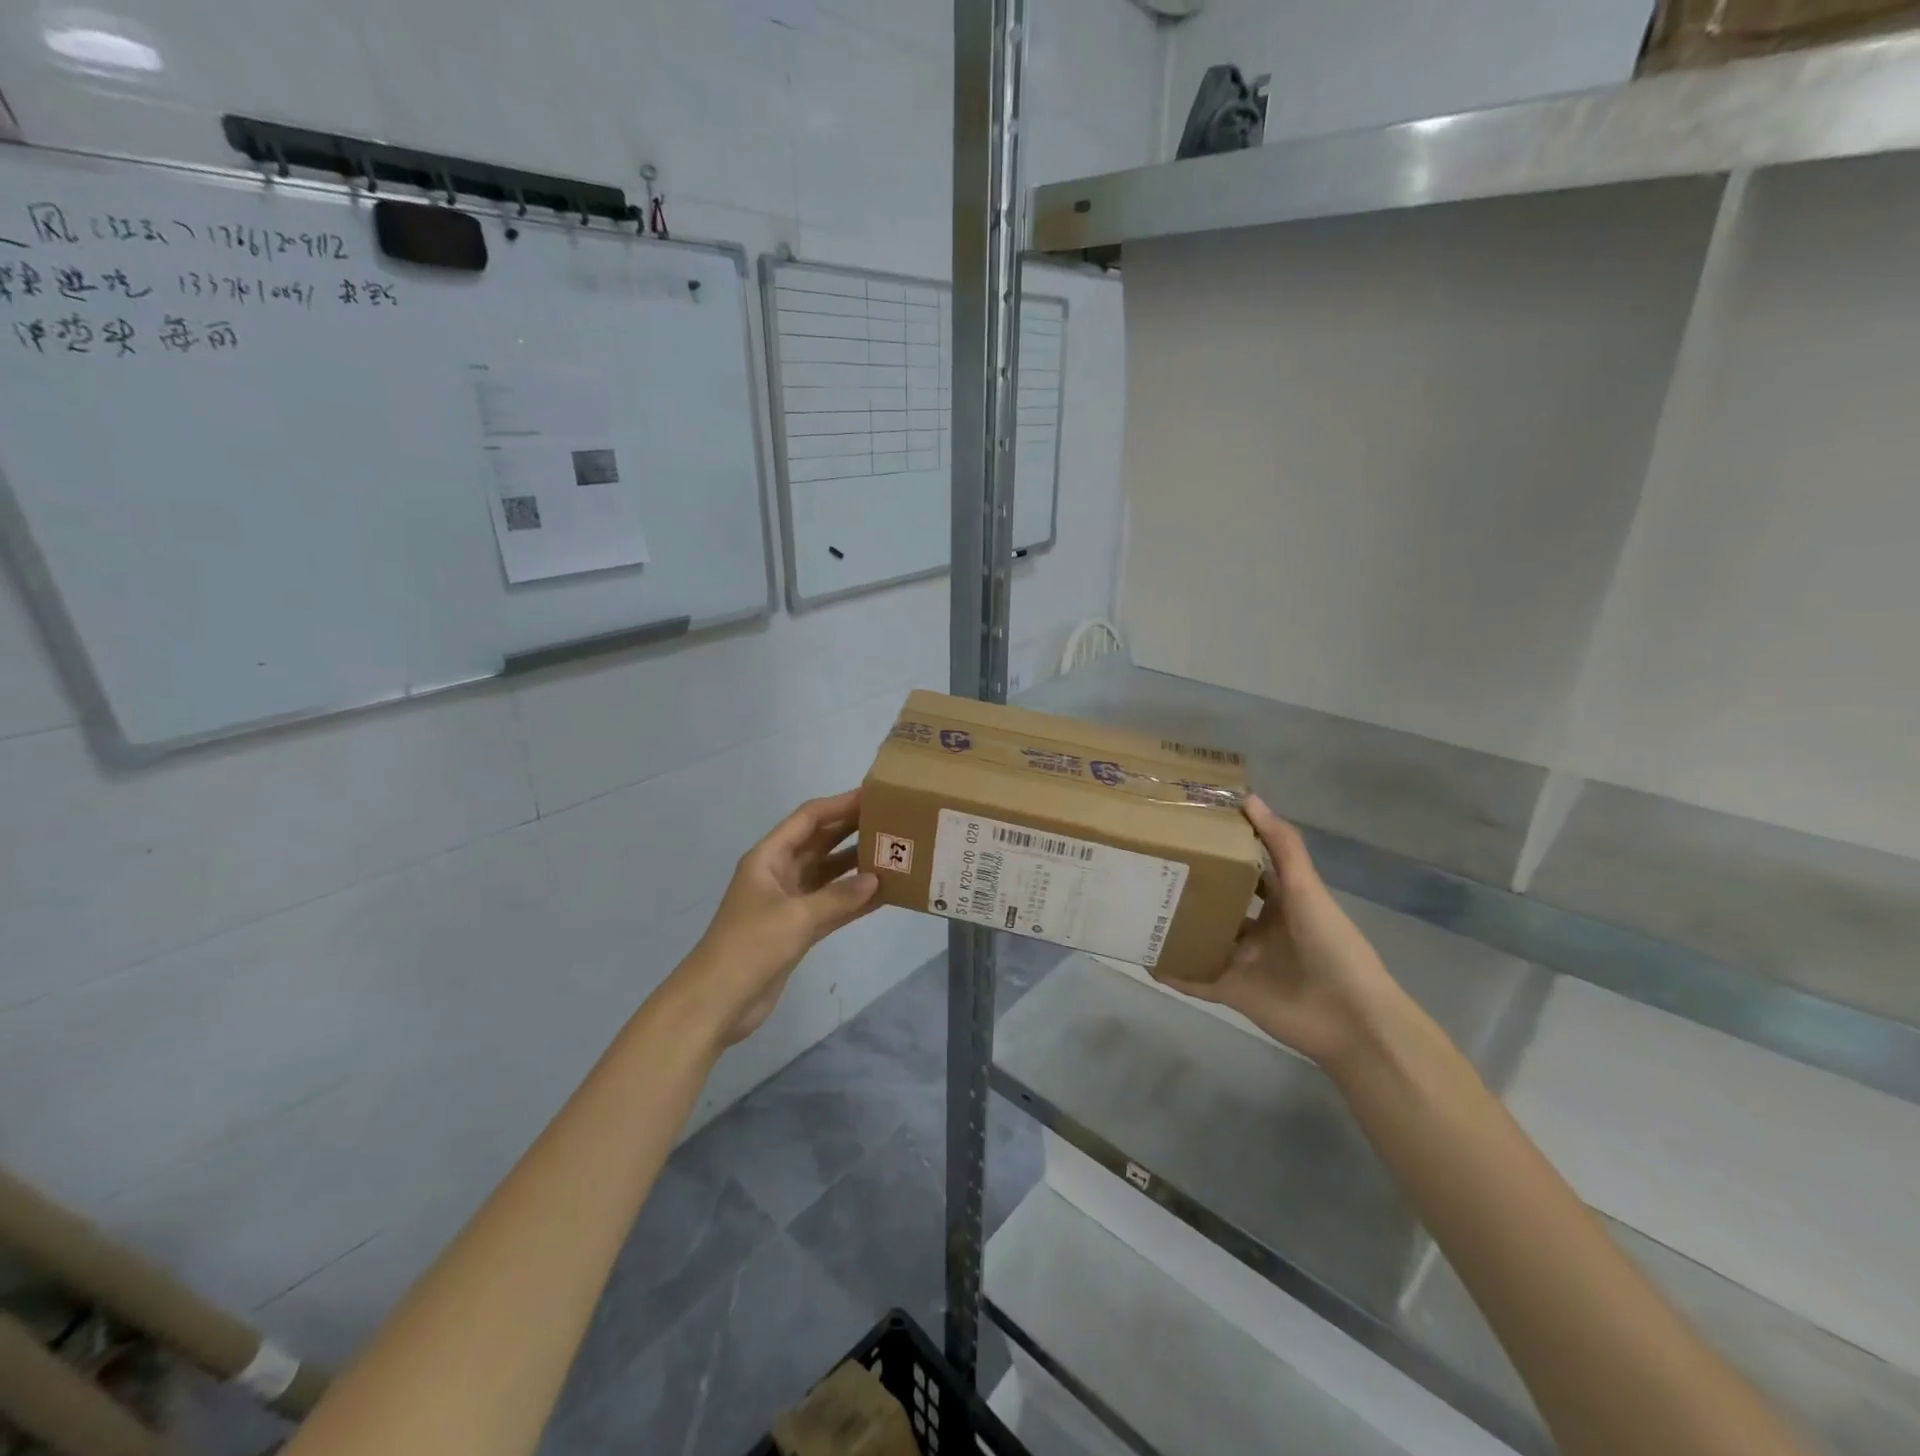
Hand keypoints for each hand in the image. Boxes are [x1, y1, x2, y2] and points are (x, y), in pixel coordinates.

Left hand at [671, 789, 880, 1046]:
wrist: (717, 1002)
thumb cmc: (750, 947)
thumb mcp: (796, 917)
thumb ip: (839, 897)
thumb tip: (877, 880)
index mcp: (769, 858)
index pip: (808, 819)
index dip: (840, 804)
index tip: (874, 796)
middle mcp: (779, 873)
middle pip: (820, 842)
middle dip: (852, 830)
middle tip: (893, 821)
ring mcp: (789, 902)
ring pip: (829, 874)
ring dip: (857, 865)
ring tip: (895, 854)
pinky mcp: (797, 929)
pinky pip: (832, 905)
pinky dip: (854, 900)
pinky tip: (884, 894)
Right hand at [1162, 795, 1397, 1068]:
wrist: (1350, 1018)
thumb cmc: (1331, 946)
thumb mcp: (1306, 889)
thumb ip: (1282, 846)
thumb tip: (1248, 798)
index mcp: (1279, 902)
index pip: (1244, 869)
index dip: (1220, 850)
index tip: (1185, 829)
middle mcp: (1257, 928)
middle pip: (1216, 903)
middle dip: (1188, 888)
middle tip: (1147, 865)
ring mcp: (1242, 961)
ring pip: (1200, 938)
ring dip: (1174, 926)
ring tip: (1136, 904)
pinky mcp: (1230, 991)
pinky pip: (1193, 978)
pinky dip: (1170, 969)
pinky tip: (1142, 955)